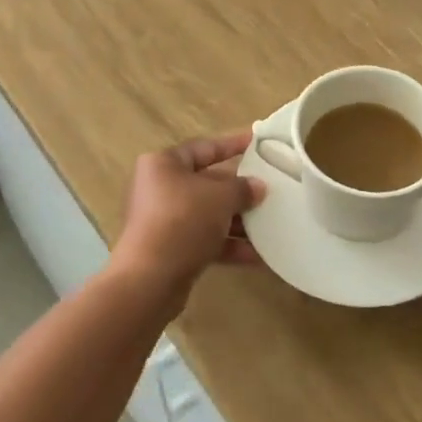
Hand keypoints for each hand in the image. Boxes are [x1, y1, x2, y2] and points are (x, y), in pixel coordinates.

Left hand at [116, 132, 264, 291]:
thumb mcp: (220, 197)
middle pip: (207, 183)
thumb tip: (258, 187)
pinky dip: (229, 245)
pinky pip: (205, 240)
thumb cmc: (183, 221)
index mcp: (164, 164)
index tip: (257, 141)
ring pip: (208, 214)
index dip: (232, 144)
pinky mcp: (170, 249)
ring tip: (271, 224)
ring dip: (238, 221)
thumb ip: (242, 188)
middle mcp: (160, 188)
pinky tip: (258, 256)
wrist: (150, 279)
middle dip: (239, 190)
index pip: (204, 147)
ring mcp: (164, 220)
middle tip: (270, 189)